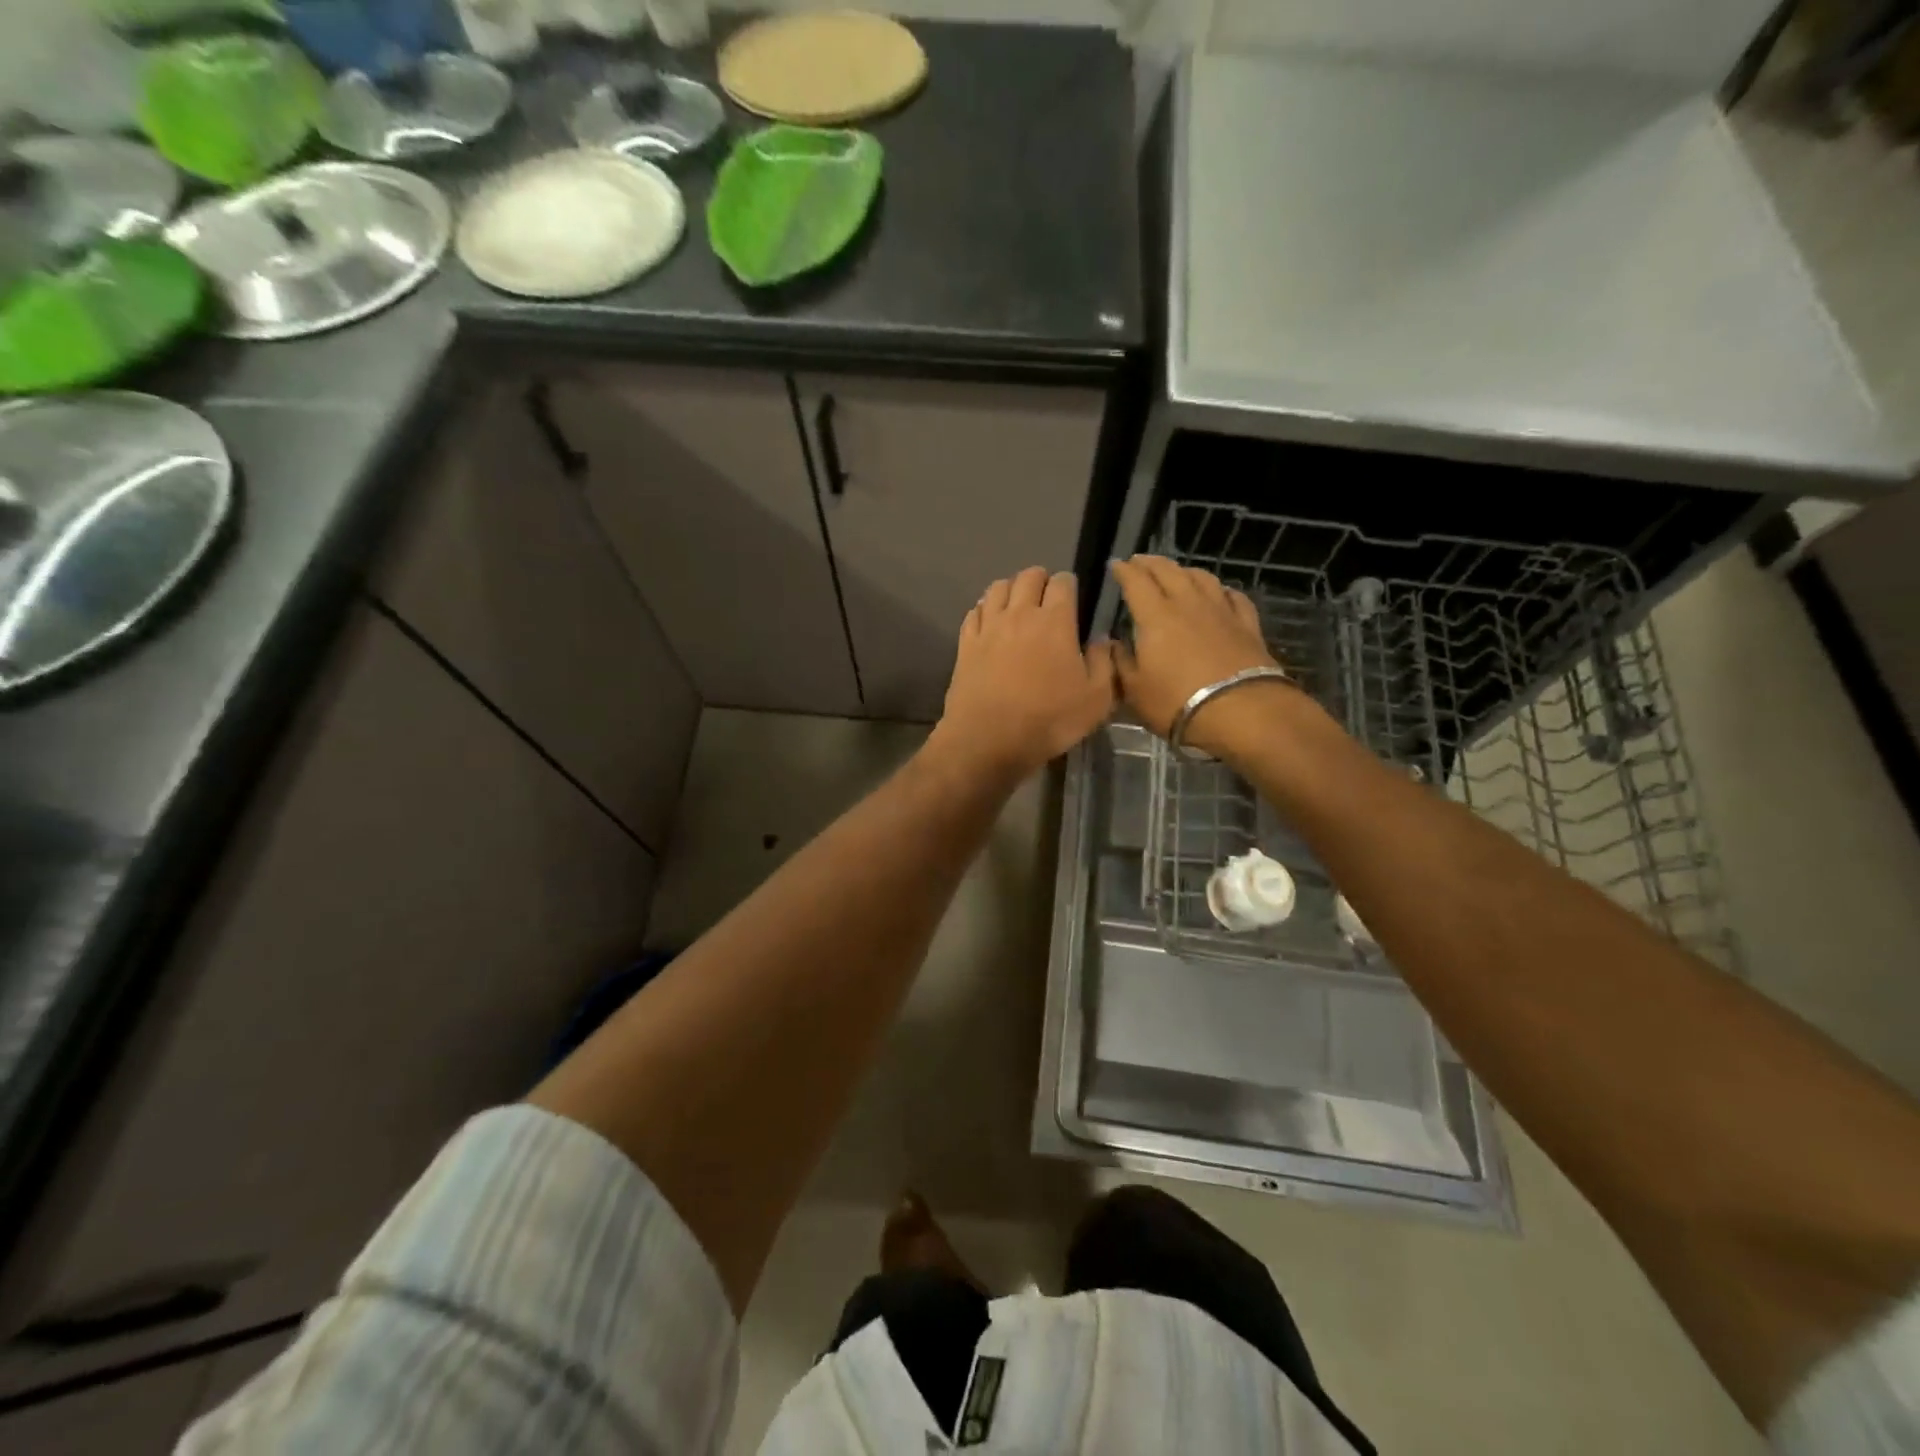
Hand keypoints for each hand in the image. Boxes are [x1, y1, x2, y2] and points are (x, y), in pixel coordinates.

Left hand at [931, 567, 1115, 781]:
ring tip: (1018, 605)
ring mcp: (988, 627)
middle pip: (1028, 577)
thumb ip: (1104, 663)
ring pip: (997, 588)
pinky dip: (985, 609)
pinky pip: (974, 612)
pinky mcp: (965, 644)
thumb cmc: (1049, 721)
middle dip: (1040, 580)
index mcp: (1055, 621)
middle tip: (1047, 598)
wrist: (988, 740)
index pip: (1063, 582)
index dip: (1069, 585)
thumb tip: (1102, 640)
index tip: (1073, 599)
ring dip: (1011, 589)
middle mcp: (1019, 614)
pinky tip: (990, 622)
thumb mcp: (1096, 700)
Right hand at [1110, 555, 1292, 756]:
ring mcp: (1221, 611)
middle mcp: (1188, 604)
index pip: (1136, 582)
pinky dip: (1221, 590)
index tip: (1115, 565)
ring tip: (1176, 572)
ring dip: (1185, 570)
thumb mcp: (1134, 691)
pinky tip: (1220, 592)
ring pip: (1202, 577)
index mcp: (1155, 616)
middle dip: (1151, 563)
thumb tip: (1113, 644)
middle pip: (1169, 571)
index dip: (1123, 571)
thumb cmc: (1177, 702)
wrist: (1241, 712)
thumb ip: (1121, 663)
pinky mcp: (1247, 625)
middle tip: (1140, 562)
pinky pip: (1234, 597)